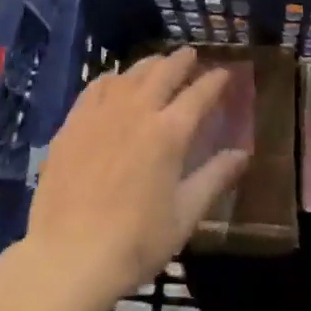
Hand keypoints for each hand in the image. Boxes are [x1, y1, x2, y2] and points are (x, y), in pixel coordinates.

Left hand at [22, 48, 249, 310]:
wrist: (68, 257)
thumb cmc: (135, 242)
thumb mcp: (185, 216)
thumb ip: (214, 178)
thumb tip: (242, 154)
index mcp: (170, 133)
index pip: (199, 94)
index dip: (215, 81)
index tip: (225, 73)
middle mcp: (137, 111)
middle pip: (164, 72)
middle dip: (182, 60)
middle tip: (191, 54)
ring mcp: (101, 114)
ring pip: (130, 74)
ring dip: (149, 65)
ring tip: (158, 63)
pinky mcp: (72, 123)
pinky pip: (96, 87)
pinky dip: (113, 78)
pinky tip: (115, 81)